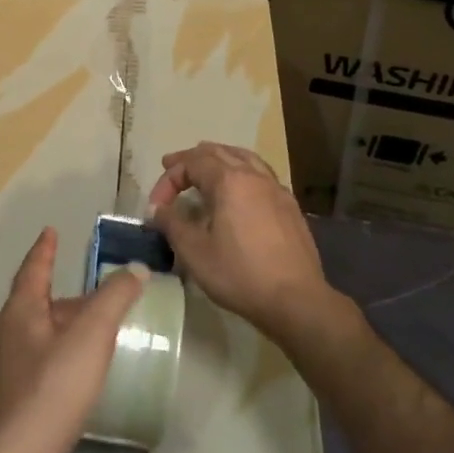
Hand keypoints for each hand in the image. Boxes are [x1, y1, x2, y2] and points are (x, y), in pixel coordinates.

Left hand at [0, 228, 146, 452]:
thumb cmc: (50, 391)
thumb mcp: (90, 337)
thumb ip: (114, 299)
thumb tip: (136, 269)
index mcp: (18, 314)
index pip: (33, 270)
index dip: (45, 250)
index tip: (51, 232)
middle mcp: (3, 338)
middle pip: (36, 306)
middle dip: (64, 299)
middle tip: (96, 296)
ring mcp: (1, 376)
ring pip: (36, 339)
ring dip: (62, 332)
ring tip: (93, 336)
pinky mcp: (8, 408)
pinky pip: (35, 370)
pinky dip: (57, 362)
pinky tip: (76, 379)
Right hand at [147, 142, 330, 341]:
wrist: (296, 300)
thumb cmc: (240, 274)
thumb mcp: (195, 252)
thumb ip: (172, 224)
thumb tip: (157, 209)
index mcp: (229, 181)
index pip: (192, 162)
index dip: (169, 179)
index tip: (157, 206)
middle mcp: (253, 175)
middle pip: (218, 152)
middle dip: (191, 159)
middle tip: (172, 166)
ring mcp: (276, 188)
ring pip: (244, 157)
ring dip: (219, 158)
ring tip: (205, 168)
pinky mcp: (289, 205)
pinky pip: (261, 174)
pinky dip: (242, 171)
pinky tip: (239, 191)